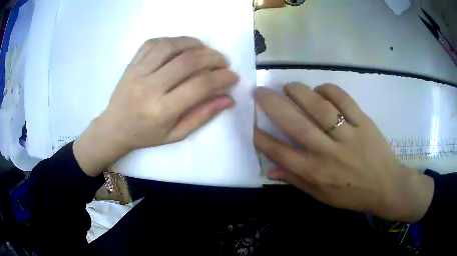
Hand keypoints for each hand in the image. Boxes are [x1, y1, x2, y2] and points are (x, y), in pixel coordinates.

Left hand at [74, 37, 237, 176]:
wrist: (114, 127)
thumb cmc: (145, 135)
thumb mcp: (176, 134)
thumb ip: (202, 116)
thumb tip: (228, 99)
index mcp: (161, 110)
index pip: (199, 86)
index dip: (221, 78)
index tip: (233, 76)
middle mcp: (149, 87)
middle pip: (188, 61)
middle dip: (213, 57)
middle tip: (222, 62)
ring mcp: (138, 72)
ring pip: (171, 46)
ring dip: (194, 44)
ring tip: (205, 50)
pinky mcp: (131, 64)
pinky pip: (153, 43)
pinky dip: (172, 40)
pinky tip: (181, 46)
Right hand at [254, 83, 433, 222]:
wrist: (386, 186)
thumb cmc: (352, 195)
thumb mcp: (321, 196)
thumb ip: (296, 181)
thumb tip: (270, 170)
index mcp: (315, 172)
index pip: (280, 152)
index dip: (261, 136)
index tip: (251, 123)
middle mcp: (328, 152)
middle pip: (296, 124)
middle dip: (273, 105)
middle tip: (261, 91)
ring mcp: (348, 135)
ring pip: (319, 107)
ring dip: (299, 92)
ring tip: (289, 86)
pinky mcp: (364, 122)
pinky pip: (344, 100)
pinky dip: (329, 90)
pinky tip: (320, 89)